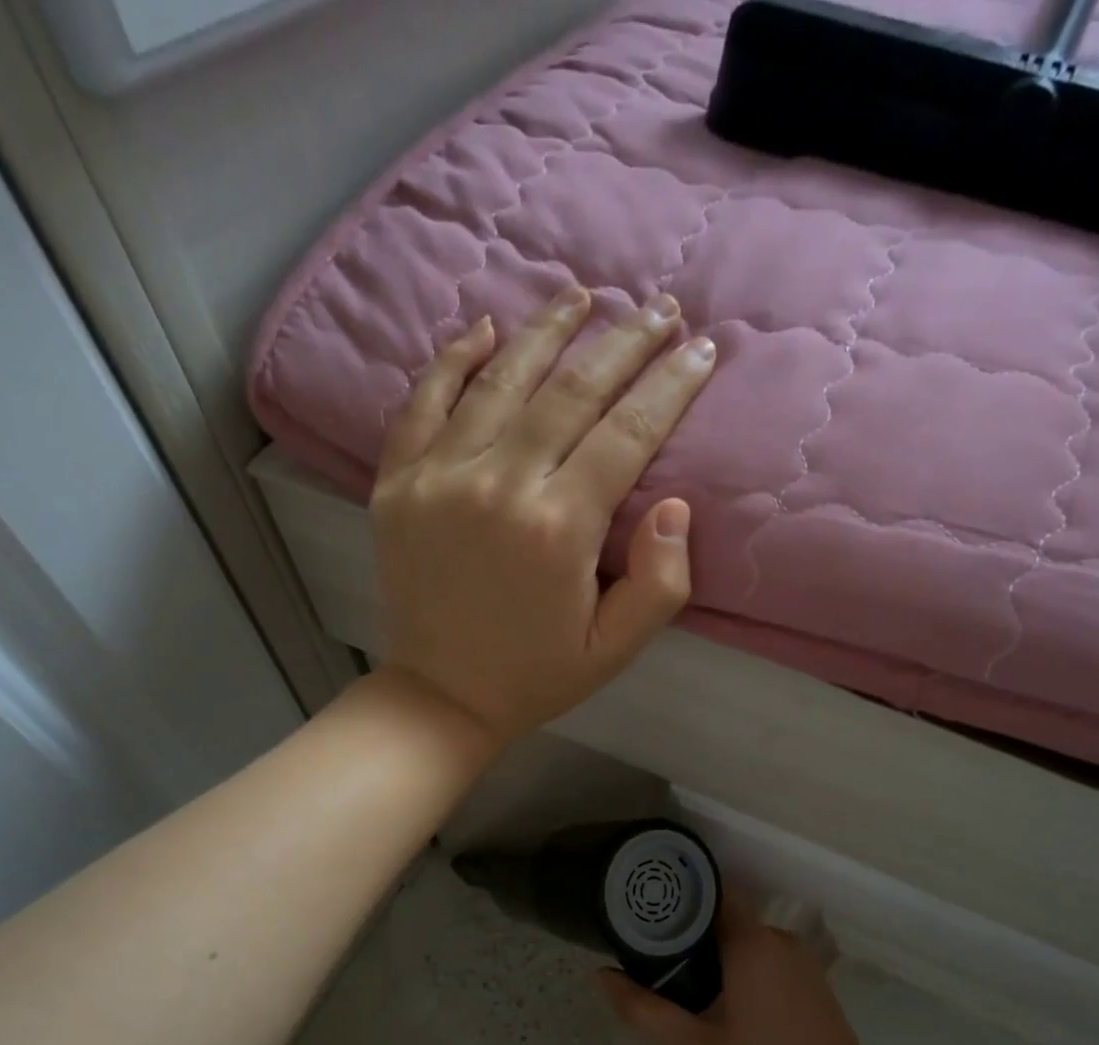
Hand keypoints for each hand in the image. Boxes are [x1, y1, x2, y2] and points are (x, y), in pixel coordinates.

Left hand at [371, 286, 716, 744]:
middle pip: (572, 390)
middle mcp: (499, 485)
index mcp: (560, 528)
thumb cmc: (536, 675)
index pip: (628, 433)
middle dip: (625, 341)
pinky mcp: (396, 483)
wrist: (441, 695)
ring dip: (547, 330)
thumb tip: (675, 503)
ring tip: (582, 295)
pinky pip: (423, 402)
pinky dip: (453, 360)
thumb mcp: (615, 648)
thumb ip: (660, 581)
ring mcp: (438, 478)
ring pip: (500, 379)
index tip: (702, 349)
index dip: (670, 385)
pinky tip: (483, 329)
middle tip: (659, 306)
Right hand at [598, 901, 888, 1044]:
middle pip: (722, 918)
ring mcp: (801, 962)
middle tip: (649, 964)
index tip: (641, 910)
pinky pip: (764, 961)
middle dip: (686, 935)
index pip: (709, 891)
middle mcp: (780, 939)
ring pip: (743, 943)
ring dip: (712, 959)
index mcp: (753, 942)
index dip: (674, 895)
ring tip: (678, 990)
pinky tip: (719, 1009)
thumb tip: (600, 975)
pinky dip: (737, 972)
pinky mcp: (813, 984)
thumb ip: (641, 1010)